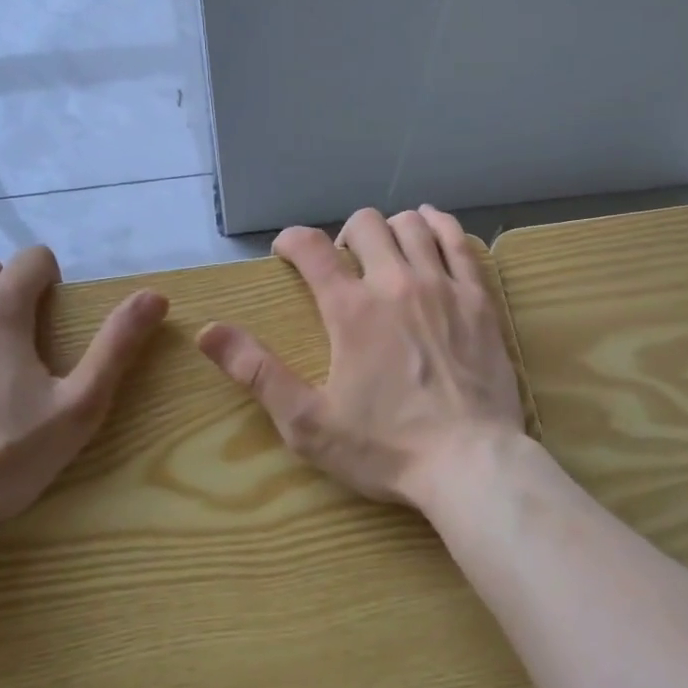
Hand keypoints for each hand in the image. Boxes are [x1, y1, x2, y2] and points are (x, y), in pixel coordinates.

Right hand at [197, 205, 525, 507]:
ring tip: (385, 251)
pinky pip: (458, 241)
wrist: (470, 462)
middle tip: (343, 262)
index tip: (286, 252)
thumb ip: (258, 373)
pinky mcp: (478, 298)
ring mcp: (443, 286)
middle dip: (344, 234)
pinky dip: (440, 226)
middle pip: (366, 225)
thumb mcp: (308, 422)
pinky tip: (431, 227)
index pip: (311, 248)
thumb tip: (208, 332)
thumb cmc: (386, 447)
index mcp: (351, 310)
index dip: (292, 241)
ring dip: (390, 229)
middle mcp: (396, 283)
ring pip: (412, 225)